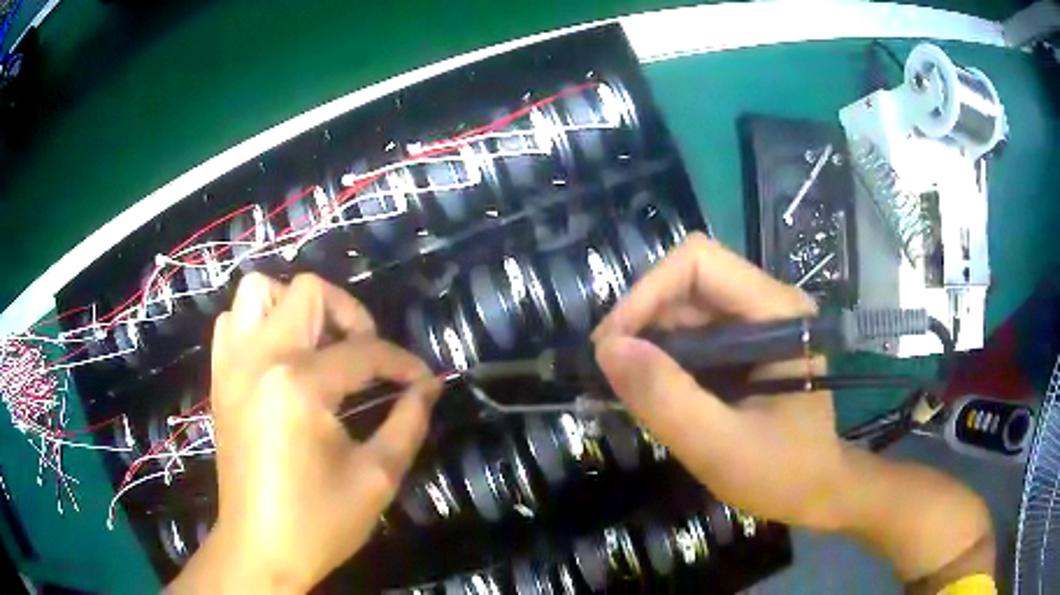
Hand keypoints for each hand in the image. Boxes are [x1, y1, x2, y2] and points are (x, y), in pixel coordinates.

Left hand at [169, 273, 440, 593]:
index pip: (362, 352)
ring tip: (318, 347)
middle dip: (350, 315)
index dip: (402, 363)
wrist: (259, 549)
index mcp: (297, 385)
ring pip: (259, 292)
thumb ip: (408, 423)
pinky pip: (232, 323)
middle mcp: (259, 358)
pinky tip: (280, 359)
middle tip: (367, 354)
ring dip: (295, 308)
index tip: (424, 379)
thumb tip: (428, 387)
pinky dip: (259, 324)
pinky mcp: (220, 379)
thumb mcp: (376, 478)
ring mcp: (232, 365)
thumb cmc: (318, 522)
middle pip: (308, 293)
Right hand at [592, 233, 846, 530]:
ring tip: (628, 386)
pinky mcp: (745, 346)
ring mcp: (757, 324)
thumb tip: (608, 350)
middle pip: (688, 281)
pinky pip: (691, 333)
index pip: (699, 263)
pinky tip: (653, 389)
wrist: (815, 491)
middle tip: (612, 372)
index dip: (647, 293)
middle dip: (642, 319)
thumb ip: (667, 399)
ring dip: (648, 340)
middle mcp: (768, 304)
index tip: (612, 347)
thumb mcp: (720, 448)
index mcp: (778, 312)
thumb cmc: (782, 473)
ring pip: (685, 307)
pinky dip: (663, 356)